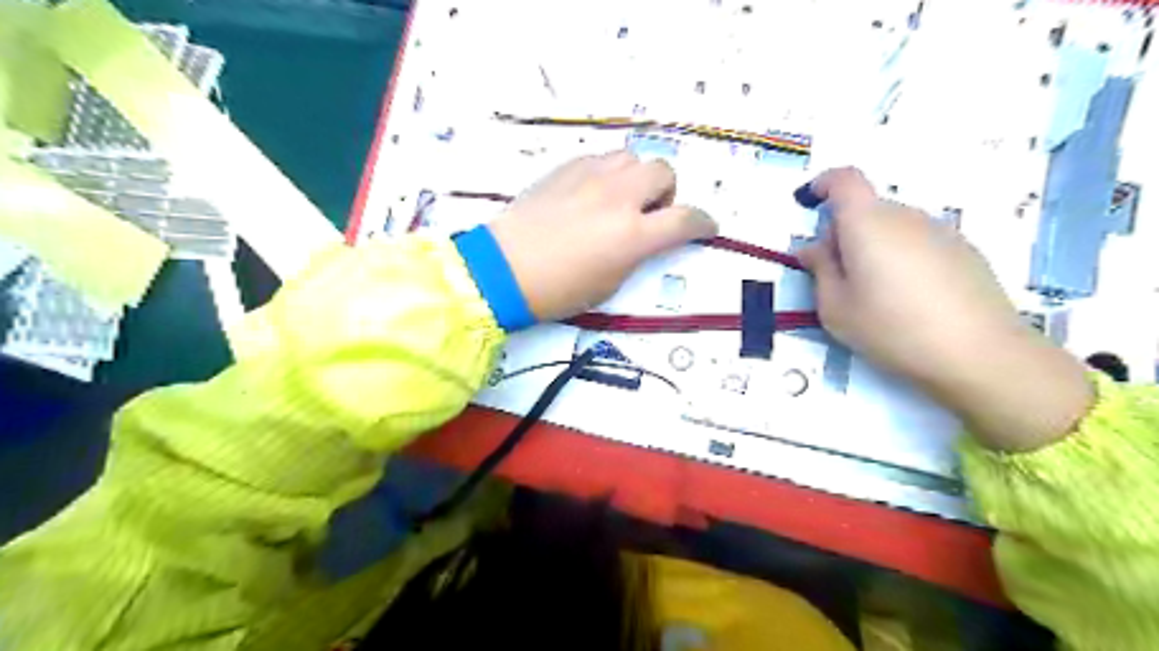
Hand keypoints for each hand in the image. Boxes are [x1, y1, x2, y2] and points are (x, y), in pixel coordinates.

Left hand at [488, 154, 716, 324]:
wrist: (502, 271)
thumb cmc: (557, 290)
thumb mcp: (609, 283)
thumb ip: (636, 254)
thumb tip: (644, 237)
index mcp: (632, 236)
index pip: (686, 220)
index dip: (703, 223)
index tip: (705, 227)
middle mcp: (618, 198)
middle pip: (664, 172)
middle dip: (666, 194)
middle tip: (649, 214)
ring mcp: (590, 178)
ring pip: (632, 158)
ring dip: (636, 179)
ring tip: (619, 200)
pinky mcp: (565, 169)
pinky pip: (600, 159)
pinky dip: (607, 174)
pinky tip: (591, 194)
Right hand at [802, 168, 1093, 452]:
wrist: (979, 353)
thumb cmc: (892, 328)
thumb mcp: (836, 308)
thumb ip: (820, 271)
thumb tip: (813, 248)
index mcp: (868, 223)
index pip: (845, 180)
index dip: (824, 184)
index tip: (811, 204)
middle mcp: (905, 216)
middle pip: (867, 209)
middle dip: (844, 233)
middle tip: (838, 277)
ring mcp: (940, 231)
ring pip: (893, 227)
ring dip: (874, 247)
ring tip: (876, 294)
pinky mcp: (965, 250)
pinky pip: (919, 242)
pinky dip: (902, 257)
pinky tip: (910, 299)